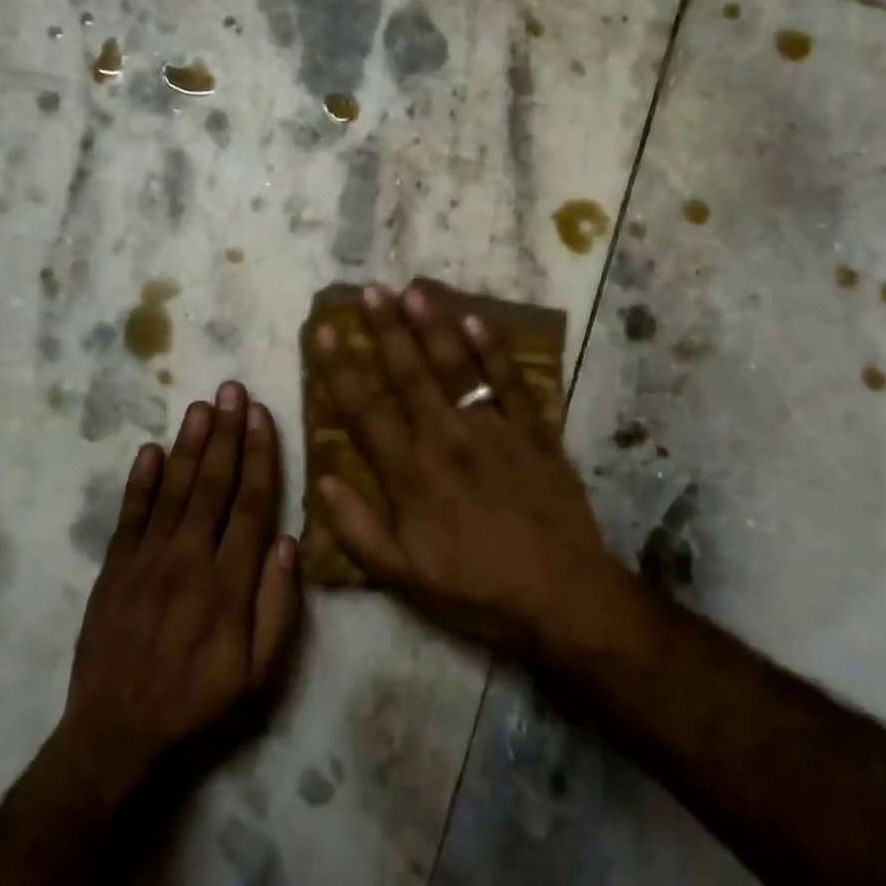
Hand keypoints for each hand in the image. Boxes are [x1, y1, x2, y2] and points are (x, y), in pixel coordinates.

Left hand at [58, 383, 301, 800]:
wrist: (116, 739)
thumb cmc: (200, 706)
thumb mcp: (260, 674)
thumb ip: (278, 606)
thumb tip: (287, 541)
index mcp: (229, 582)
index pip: (251, 504)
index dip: (259, 456)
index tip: (262, 416)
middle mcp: (188, 559)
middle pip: (213, 485)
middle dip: (225, 434)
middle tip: (232, 390)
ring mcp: (146, 562)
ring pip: (174, 491)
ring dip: (190, 445)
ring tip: (201, 406)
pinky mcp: (113, 571)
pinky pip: (130, 517)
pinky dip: (140, 482)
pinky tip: (151, 450)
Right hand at [311, 280, 627, 660]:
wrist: (563, 597)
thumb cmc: (477, 592)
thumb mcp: (403, 578)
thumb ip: (358, 530)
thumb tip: (323, 481)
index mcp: (410, 474)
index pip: (364, 410)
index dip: (340, 368)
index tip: (323, 331)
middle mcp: (446, 439)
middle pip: (409, 374)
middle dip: (386, 329)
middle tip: (370, 291)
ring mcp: (493, 430)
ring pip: (457, 366)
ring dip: (434, 325)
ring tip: (415, 289)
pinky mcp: (534, 431)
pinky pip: (510, 381)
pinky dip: (494, 349)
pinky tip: (478, 319)